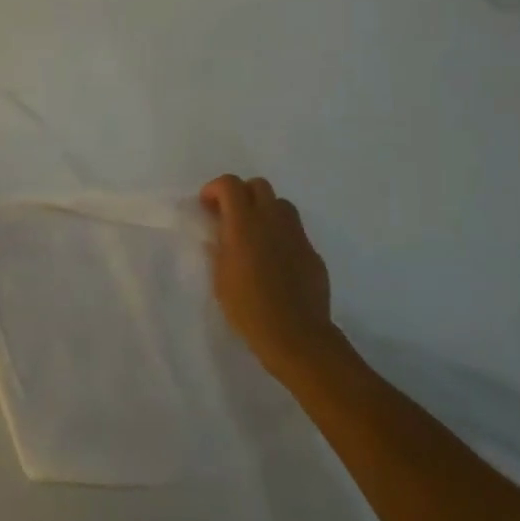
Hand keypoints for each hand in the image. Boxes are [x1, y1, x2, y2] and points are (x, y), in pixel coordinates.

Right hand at [203, 175, 337, 377]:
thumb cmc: (248, 308)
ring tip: (255, 235)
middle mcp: (272, 220)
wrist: (297, 336)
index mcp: (244, 223)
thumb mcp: (220, 277)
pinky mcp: (312, 252)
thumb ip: (220, 248)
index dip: (215, 189)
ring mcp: (296, 235)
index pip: (230, 184)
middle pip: (258, 185)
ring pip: (281, 204)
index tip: (207, 207)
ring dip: (264, 210)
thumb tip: (220, 235)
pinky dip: (281, 235)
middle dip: (242, 194)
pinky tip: (275, 260)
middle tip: (230, 217)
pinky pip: (294, 231)